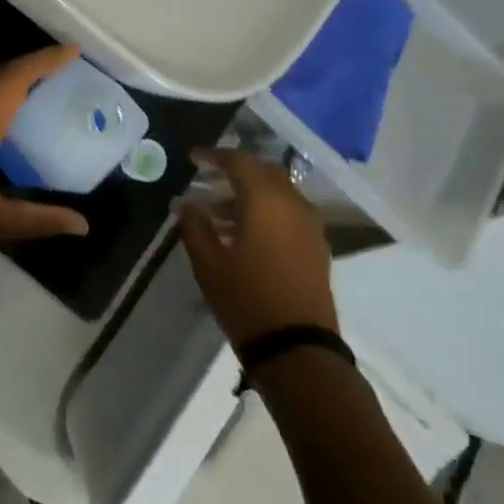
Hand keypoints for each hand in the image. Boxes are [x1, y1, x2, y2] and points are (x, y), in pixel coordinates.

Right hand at [178, 148, 336, 348]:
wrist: (297, 347)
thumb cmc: (246, 298)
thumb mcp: (208, 262)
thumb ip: (194, 225)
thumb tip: (185, 202)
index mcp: (265, 201)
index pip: (239, 162)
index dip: (214, 156)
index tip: (193, 157)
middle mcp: (292, 204)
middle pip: (263, 173)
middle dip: (235, 172)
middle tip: (208, 179)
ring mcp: (310, 226)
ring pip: (278, 193)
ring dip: (250, 194)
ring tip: (218, 213)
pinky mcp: (317, 246)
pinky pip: (289, 213)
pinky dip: (267, 211)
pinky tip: (245, 233)